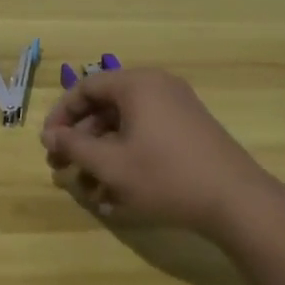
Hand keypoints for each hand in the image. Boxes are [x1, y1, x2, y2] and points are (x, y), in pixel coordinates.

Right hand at [41, 68, 282, 238]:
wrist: (236, 201)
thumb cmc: (165, 176)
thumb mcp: (111, 165)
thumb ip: (74, 146)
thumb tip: (50, 135)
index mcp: (136, 84)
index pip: (85, 88)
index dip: (61, 115)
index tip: (48, 144)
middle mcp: (156, 87)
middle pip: (105, 107)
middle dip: (80, 140)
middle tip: (63, 169)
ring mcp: (177, 108)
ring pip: (125, 126)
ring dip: (102, 155)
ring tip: (89, 191)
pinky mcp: (189, 130)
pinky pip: (146, 136)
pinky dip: (127, 158)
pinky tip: (117, 196)